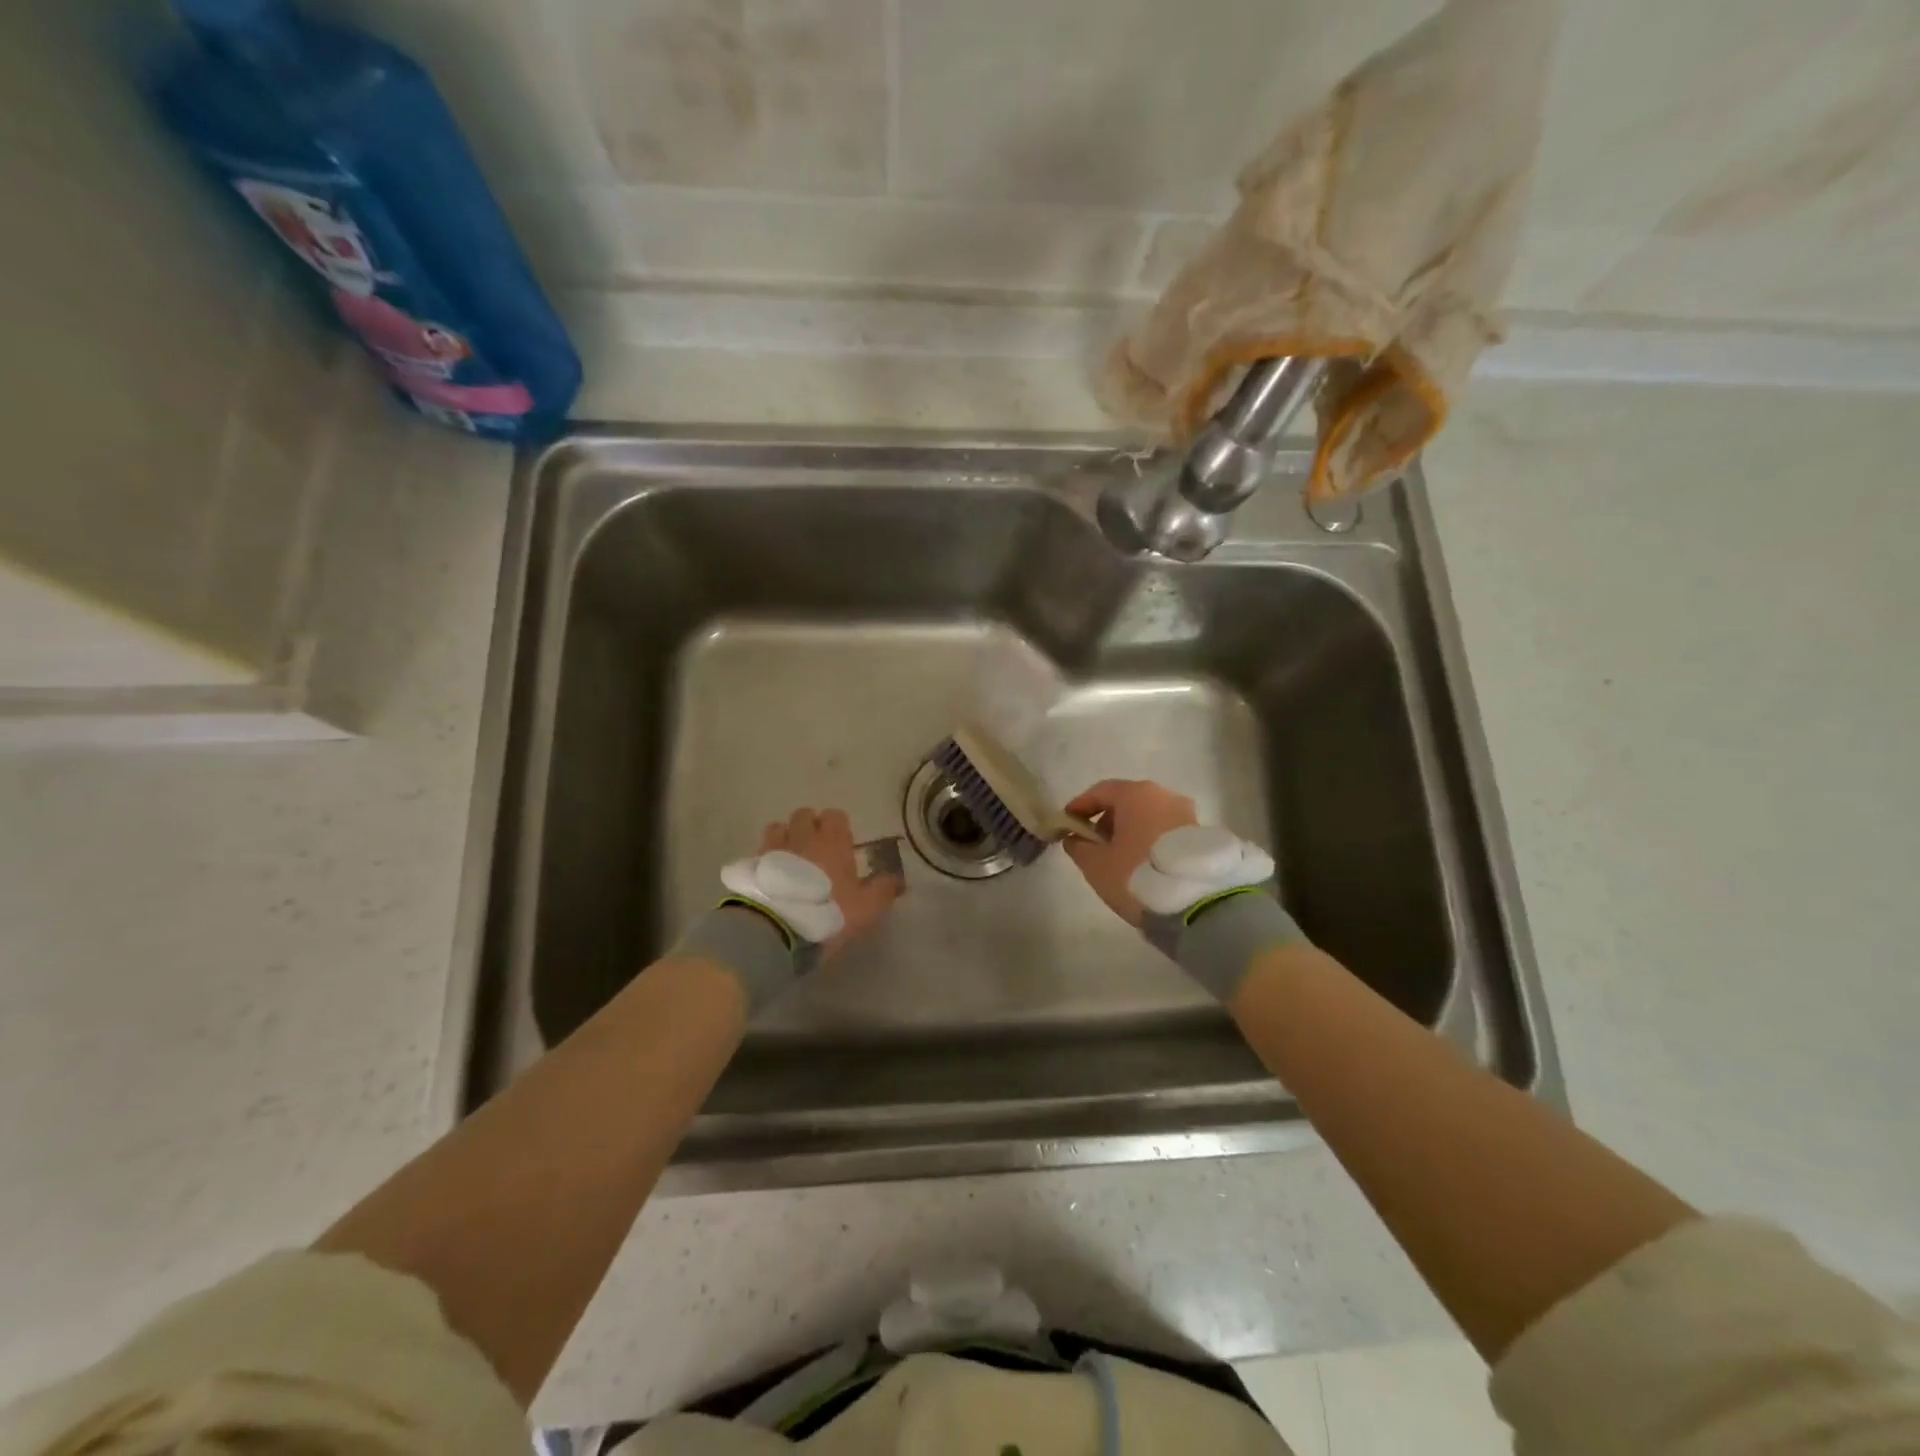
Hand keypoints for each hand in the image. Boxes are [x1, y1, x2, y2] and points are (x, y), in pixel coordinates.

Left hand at [759, 807, 901, 957]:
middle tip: (816, 851)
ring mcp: (773, 848)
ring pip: (778, 828)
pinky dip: (766, 860)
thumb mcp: (866, 908)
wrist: (775, 928)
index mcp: (832, 841)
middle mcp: (802, 836)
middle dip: (809, 827)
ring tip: (790, 861)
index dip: (838, 827)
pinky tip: (772, 878)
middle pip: (804, 815)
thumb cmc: (827, 912)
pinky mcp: (751, 864)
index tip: (842, 845)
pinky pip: (760, 852)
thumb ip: (882, 890)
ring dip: (785, 838)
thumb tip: (896, 878)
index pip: (835, 815)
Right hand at [1062, 780, 1197, 926]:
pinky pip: (1165, 829)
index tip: (1067, 823)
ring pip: (1148, 815)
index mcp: (1135, 794)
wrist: (1195, 901)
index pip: (1100, 791)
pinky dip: (1149, 839)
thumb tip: (1074, 838)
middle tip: (1093, 843)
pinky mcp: (1199, 834)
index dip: (1080, 806)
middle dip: (1107, 820)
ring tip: (1118, 857)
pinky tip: (1142, 862)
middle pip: (1126, 801)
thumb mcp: (1095, 864)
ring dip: (1130, 831)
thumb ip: (1078, 846)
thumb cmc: (1136, 874)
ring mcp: (1186, 813)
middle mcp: (1163, 795)